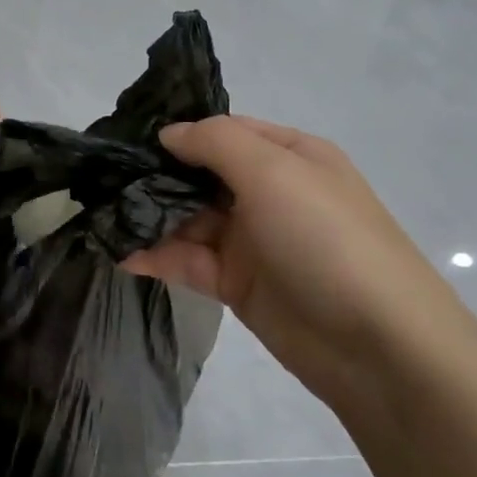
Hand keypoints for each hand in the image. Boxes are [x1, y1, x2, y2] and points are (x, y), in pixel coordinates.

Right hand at [125, 116, 476, 402]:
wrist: (376, 344)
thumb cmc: (325, 238)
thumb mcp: (274, 172)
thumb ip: (216, 143)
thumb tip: (170, 133)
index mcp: (289, 156)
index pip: (224, 132)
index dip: (180, 132)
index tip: (127, 138)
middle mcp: (270, 193)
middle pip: (201, 176)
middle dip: (155, 175)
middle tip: (99, 178)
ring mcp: (253, 240)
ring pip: (189, 219)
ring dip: (149, 217)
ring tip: (100, 215)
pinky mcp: (237, 284)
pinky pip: (189, 260)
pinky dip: (156, 255)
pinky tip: (119, 252)